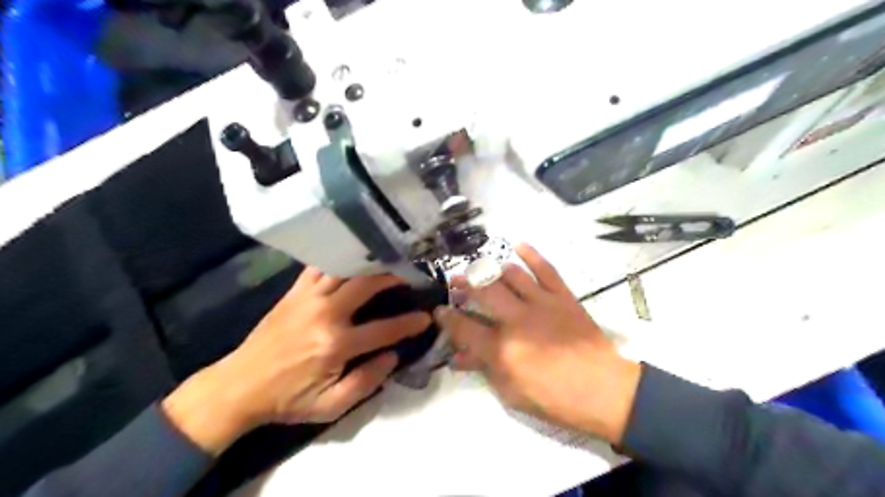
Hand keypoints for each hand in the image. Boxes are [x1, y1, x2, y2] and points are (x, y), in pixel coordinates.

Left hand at [166, 268, 431, 454]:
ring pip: (344, 269)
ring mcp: (307, 299)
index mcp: (336, 344)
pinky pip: (319, 267)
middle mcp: (325, 314)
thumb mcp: (330, 406)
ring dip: (368, 265)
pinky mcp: (293, 293)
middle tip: (408, 277)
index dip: (409, 323)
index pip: (384, 329)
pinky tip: (350, 260)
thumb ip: (367, 382)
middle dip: (392, 278)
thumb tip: (392, 356)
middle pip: (366, 284)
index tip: (426, 317)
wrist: (239, 386)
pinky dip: (338, 261)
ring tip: (384, 264)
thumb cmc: (288, 399)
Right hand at [437, 245, 639, 442]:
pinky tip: (519, 244)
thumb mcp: (512, 393)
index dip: (447, 318)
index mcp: (503, 349)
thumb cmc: (555, 399)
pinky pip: (546, 269)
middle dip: (464, 283)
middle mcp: (517, 320)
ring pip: (511, 275)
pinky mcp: (563, 297)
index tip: (439, 310)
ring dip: (492, 268)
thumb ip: (484, 370)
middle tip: (455, 281)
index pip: (464, 327)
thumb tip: (459, 357)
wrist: (604, 390)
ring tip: (481, 267)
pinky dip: (532, 255)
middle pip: (483, 291)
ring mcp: (542, 304)